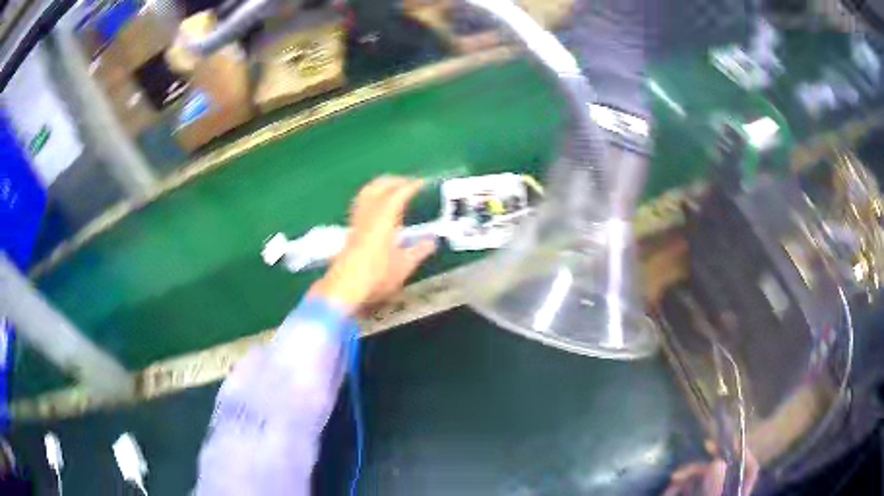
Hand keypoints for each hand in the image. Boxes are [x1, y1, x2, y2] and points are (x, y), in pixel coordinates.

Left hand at [309, 176, 436, 313]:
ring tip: (393, 190)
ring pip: (366, 193)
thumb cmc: (376, 276)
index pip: (398, 194)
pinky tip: (378, 208)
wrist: (344, 287)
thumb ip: (418, 252)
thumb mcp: (403, 267)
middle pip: (378, 187)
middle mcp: (368, 215)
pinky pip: (361, 204)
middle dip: (394, 181)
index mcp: (383, 219)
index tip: (423, 183)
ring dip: (380, 186)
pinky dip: (372, 198)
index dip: (411, 187)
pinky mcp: (350, 230)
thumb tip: (432, 242)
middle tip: (409, 183)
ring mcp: (356, 221)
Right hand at [663, 441, 758, 495]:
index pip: (750, 470)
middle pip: (722, 471)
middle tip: (679, 473)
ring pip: (703, 478)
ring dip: (686, 477)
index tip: (725, 443)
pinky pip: (688, 487)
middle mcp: (725, 492)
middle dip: (700, 468)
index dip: (743, 453)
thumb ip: (714, 491)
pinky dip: (678, 487)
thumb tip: (718, 461)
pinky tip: (668, 491)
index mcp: (736, 494)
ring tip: (670, 484)